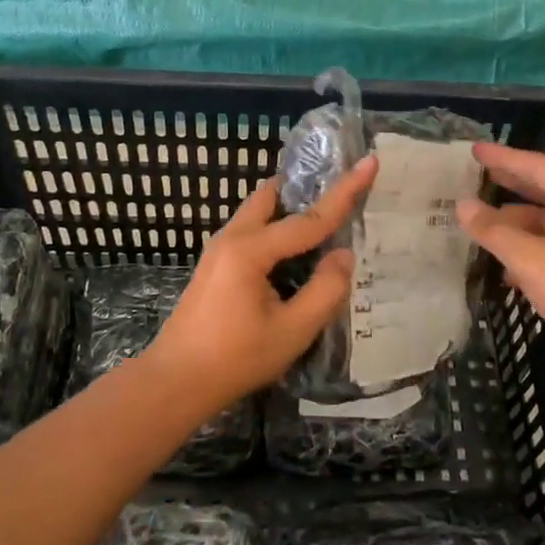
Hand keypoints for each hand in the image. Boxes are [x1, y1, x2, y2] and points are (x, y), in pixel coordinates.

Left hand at [147, 155, 378, 410]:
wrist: (174, 382)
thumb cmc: (235, 359)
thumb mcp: (291, 331)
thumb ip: (325, 290)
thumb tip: (344, 255)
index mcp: (250, 250)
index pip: (308, 218)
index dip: (344, 191)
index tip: (369, 161)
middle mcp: (231, 238)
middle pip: (274, 196)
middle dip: (307, 187)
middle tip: (341, 186)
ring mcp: (218, 250)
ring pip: (259, 211)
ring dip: (290, 207)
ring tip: (324, 215)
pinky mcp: (215, 264)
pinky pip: (251, 230)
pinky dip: (276, 226)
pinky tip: (295, 249)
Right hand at [455, 142, 544, 378]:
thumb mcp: (532, 260)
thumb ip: (494, 231)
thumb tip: (462, 206)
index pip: (541, 166)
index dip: (504, 158)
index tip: (474, 149)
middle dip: (511, 186)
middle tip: (475, 175)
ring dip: (518, 226)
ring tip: (480, 226)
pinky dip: (533, 250)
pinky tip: (505, 266)